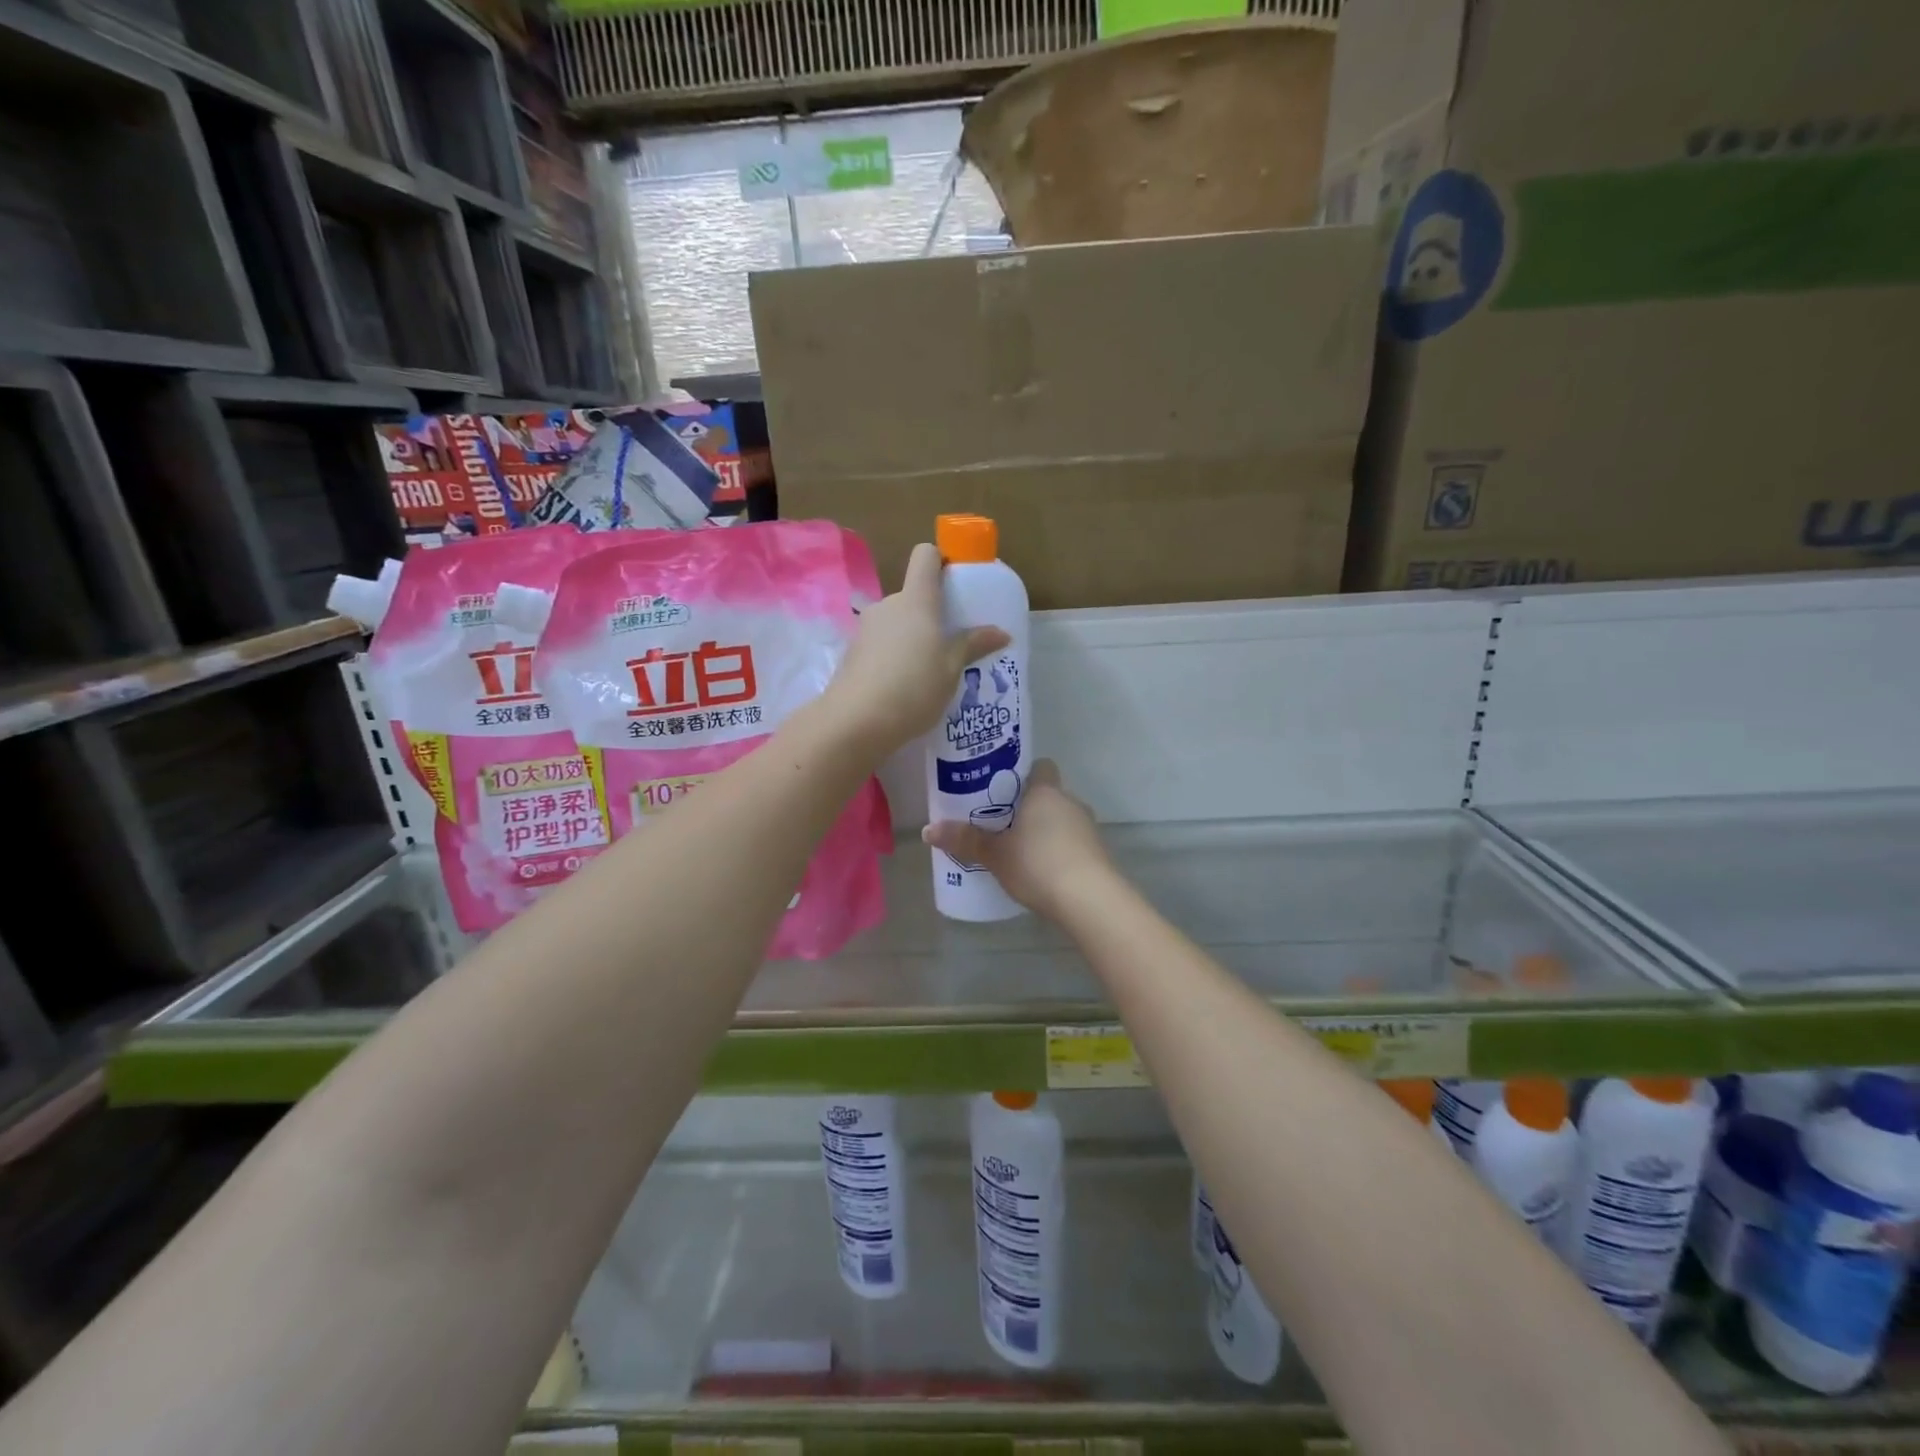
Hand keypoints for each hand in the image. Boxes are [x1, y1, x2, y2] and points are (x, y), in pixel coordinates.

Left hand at [824, 542, 1009, 756]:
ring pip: (897, 622)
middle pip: (913, 595)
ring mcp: (866, 629)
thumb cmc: (913, 688)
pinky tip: (905, 686)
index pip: (926, 556)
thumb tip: (1002, 633)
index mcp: (916, 600)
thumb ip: (973, 645)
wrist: (856, 722)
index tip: (957, 582)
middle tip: (952, 642)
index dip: (941, 560)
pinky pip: (882, 644)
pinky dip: (895, 656)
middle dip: (932, 613)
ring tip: (930, 670)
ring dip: (913, 637)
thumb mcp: (951, 669)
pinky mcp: (853, 653)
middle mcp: (888, 605)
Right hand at [922, 760, 1112, 917]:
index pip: (1040, 766)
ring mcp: (1088, 827)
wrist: (1089, 900)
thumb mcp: (995, 854)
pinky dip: (1056, 850)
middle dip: (1027, 807)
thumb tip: (927, 830)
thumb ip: (964, 840)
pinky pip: (1071, 842)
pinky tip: (1039, 870)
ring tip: (1016, 849)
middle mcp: (1070, 801)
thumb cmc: (1037, 864)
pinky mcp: (1097, 853)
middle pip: (1047, 795)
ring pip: (1060, 819)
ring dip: (1043, 830)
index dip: (1023, 773)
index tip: (1001, 787)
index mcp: (1045, 791)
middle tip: (999, 822)